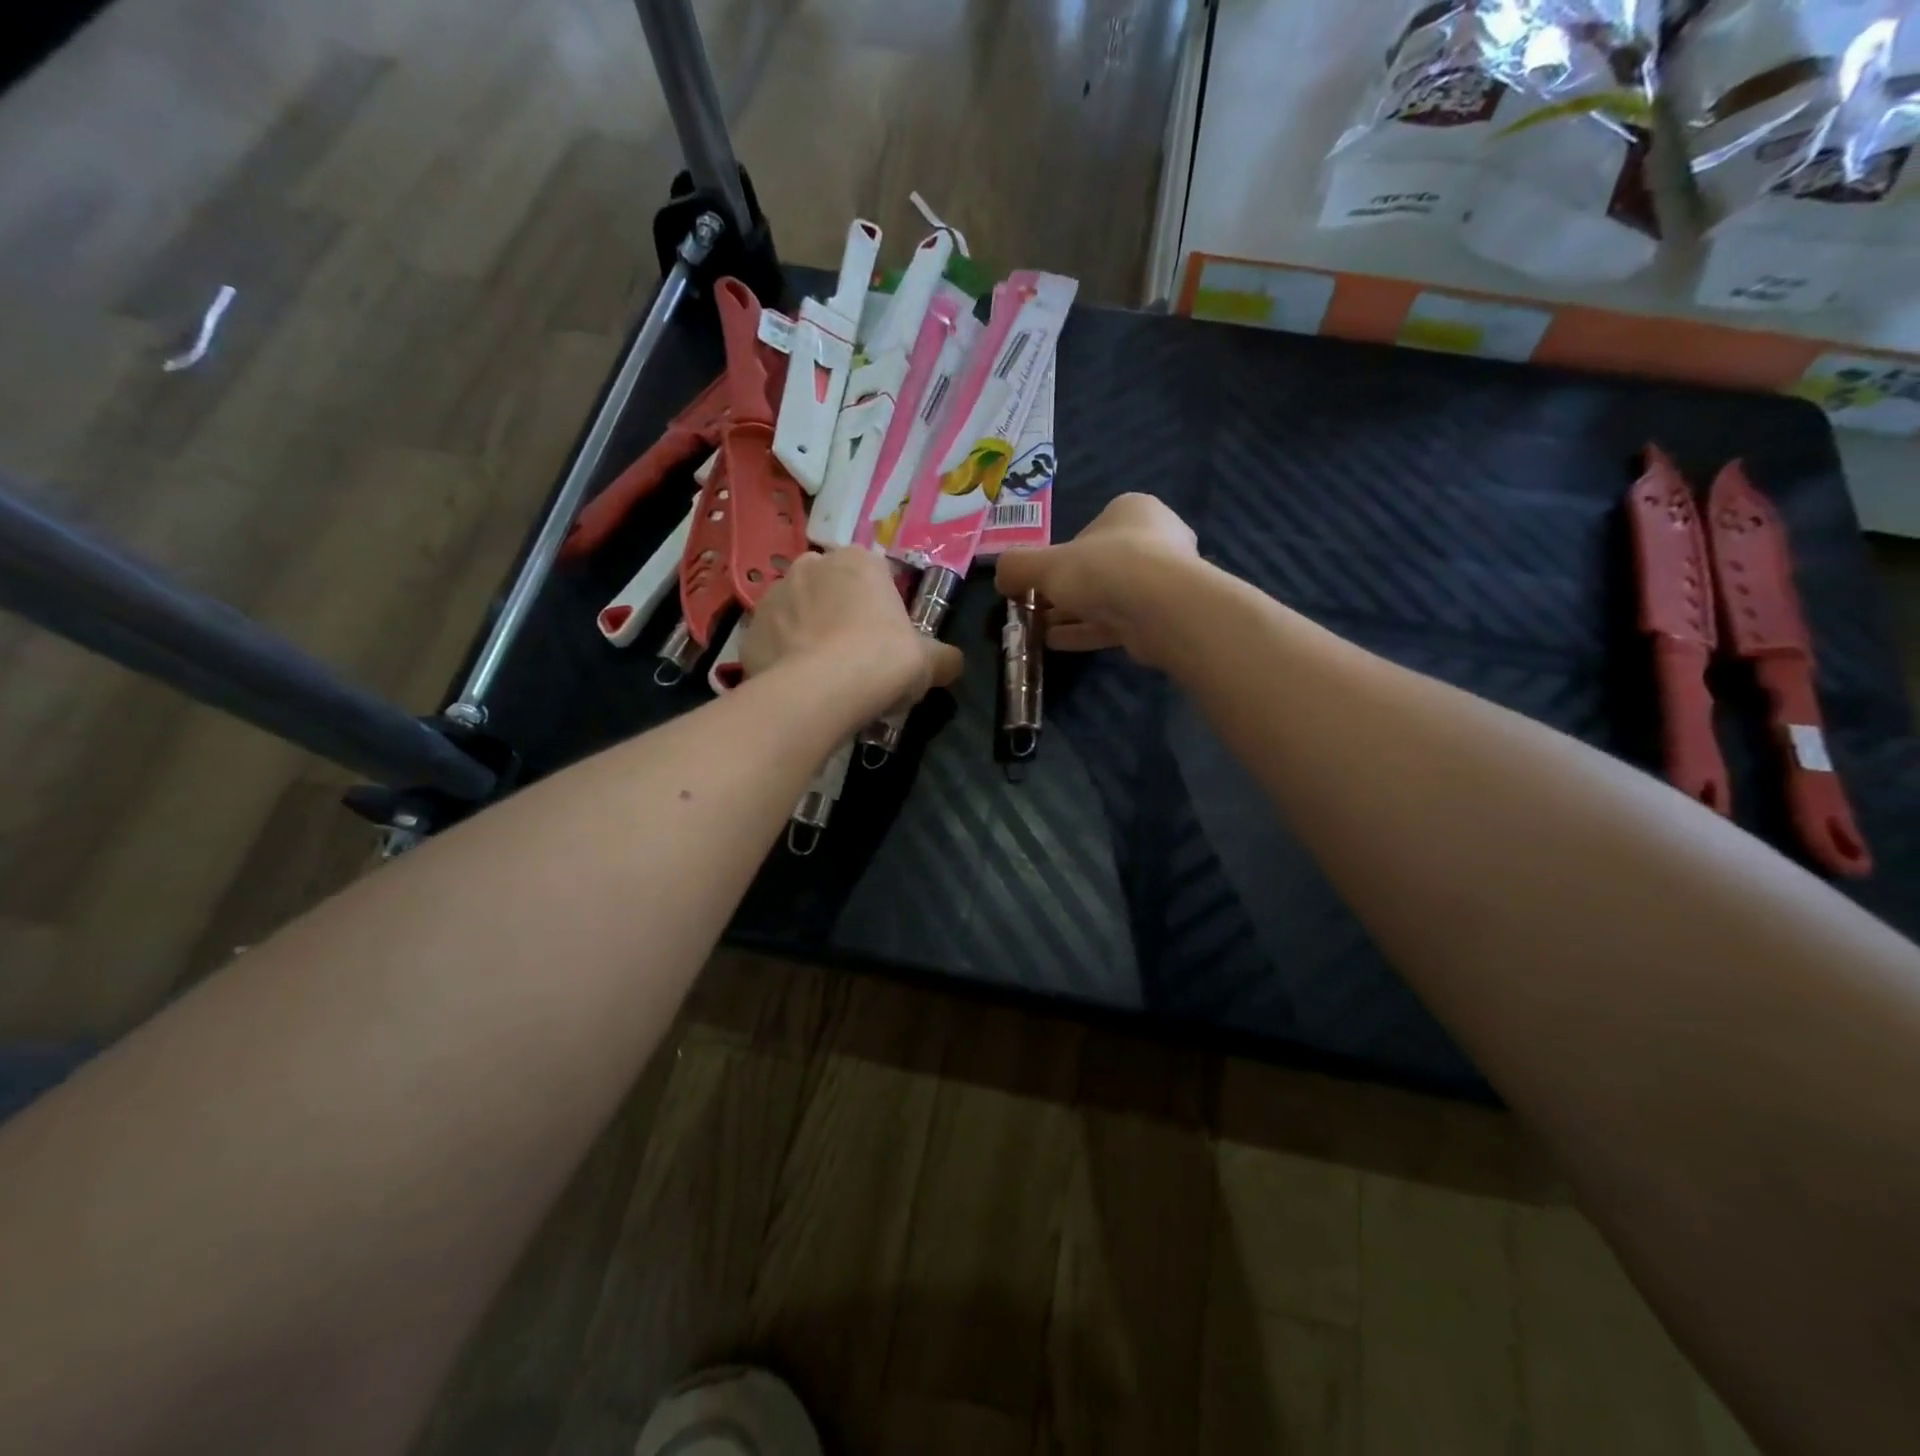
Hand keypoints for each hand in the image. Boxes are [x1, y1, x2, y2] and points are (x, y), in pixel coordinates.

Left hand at [742, 548, 963, 711]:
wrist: (819, 692)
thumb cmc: (881, 661)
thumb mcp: (928, 662)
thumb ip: (943, 657)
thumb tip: (953, 662)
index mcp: (859, 560)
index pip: (875, 574)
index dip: (882, 607)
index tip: (887, 638)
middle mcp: (811, 565)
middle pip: (831, 587)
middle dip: (840, 612)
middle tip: (856, 655)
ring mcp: (773, 595)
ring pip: (797, 611)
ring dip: (808, 631)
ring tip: (823, 673)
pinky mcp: (748, 631)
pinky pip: (772, 641)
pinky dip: (783, 656)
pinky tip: (797, 684)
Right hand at [994, 493, 1199, 664]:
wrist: (1160, 608)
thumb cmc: (1103, 568)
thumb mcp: (1046, 564)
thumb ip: (1017, 566)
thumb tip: (1000, 578)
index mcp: (1131, 511)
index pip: (1087, 532)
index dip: (1058, 557)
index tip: (1036, 581)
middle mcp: (1153, 539)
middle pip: (1096, 567)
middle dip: (1063, 591)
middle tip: (1033, 609)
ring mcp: (1161, 581)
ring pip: (1106, 597)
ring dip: (1070, 614)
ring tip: (1037, 631)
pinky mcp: (1162, 617)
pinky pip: (1115, 622)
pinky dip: (1085, 631)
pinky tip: (1055, 643)